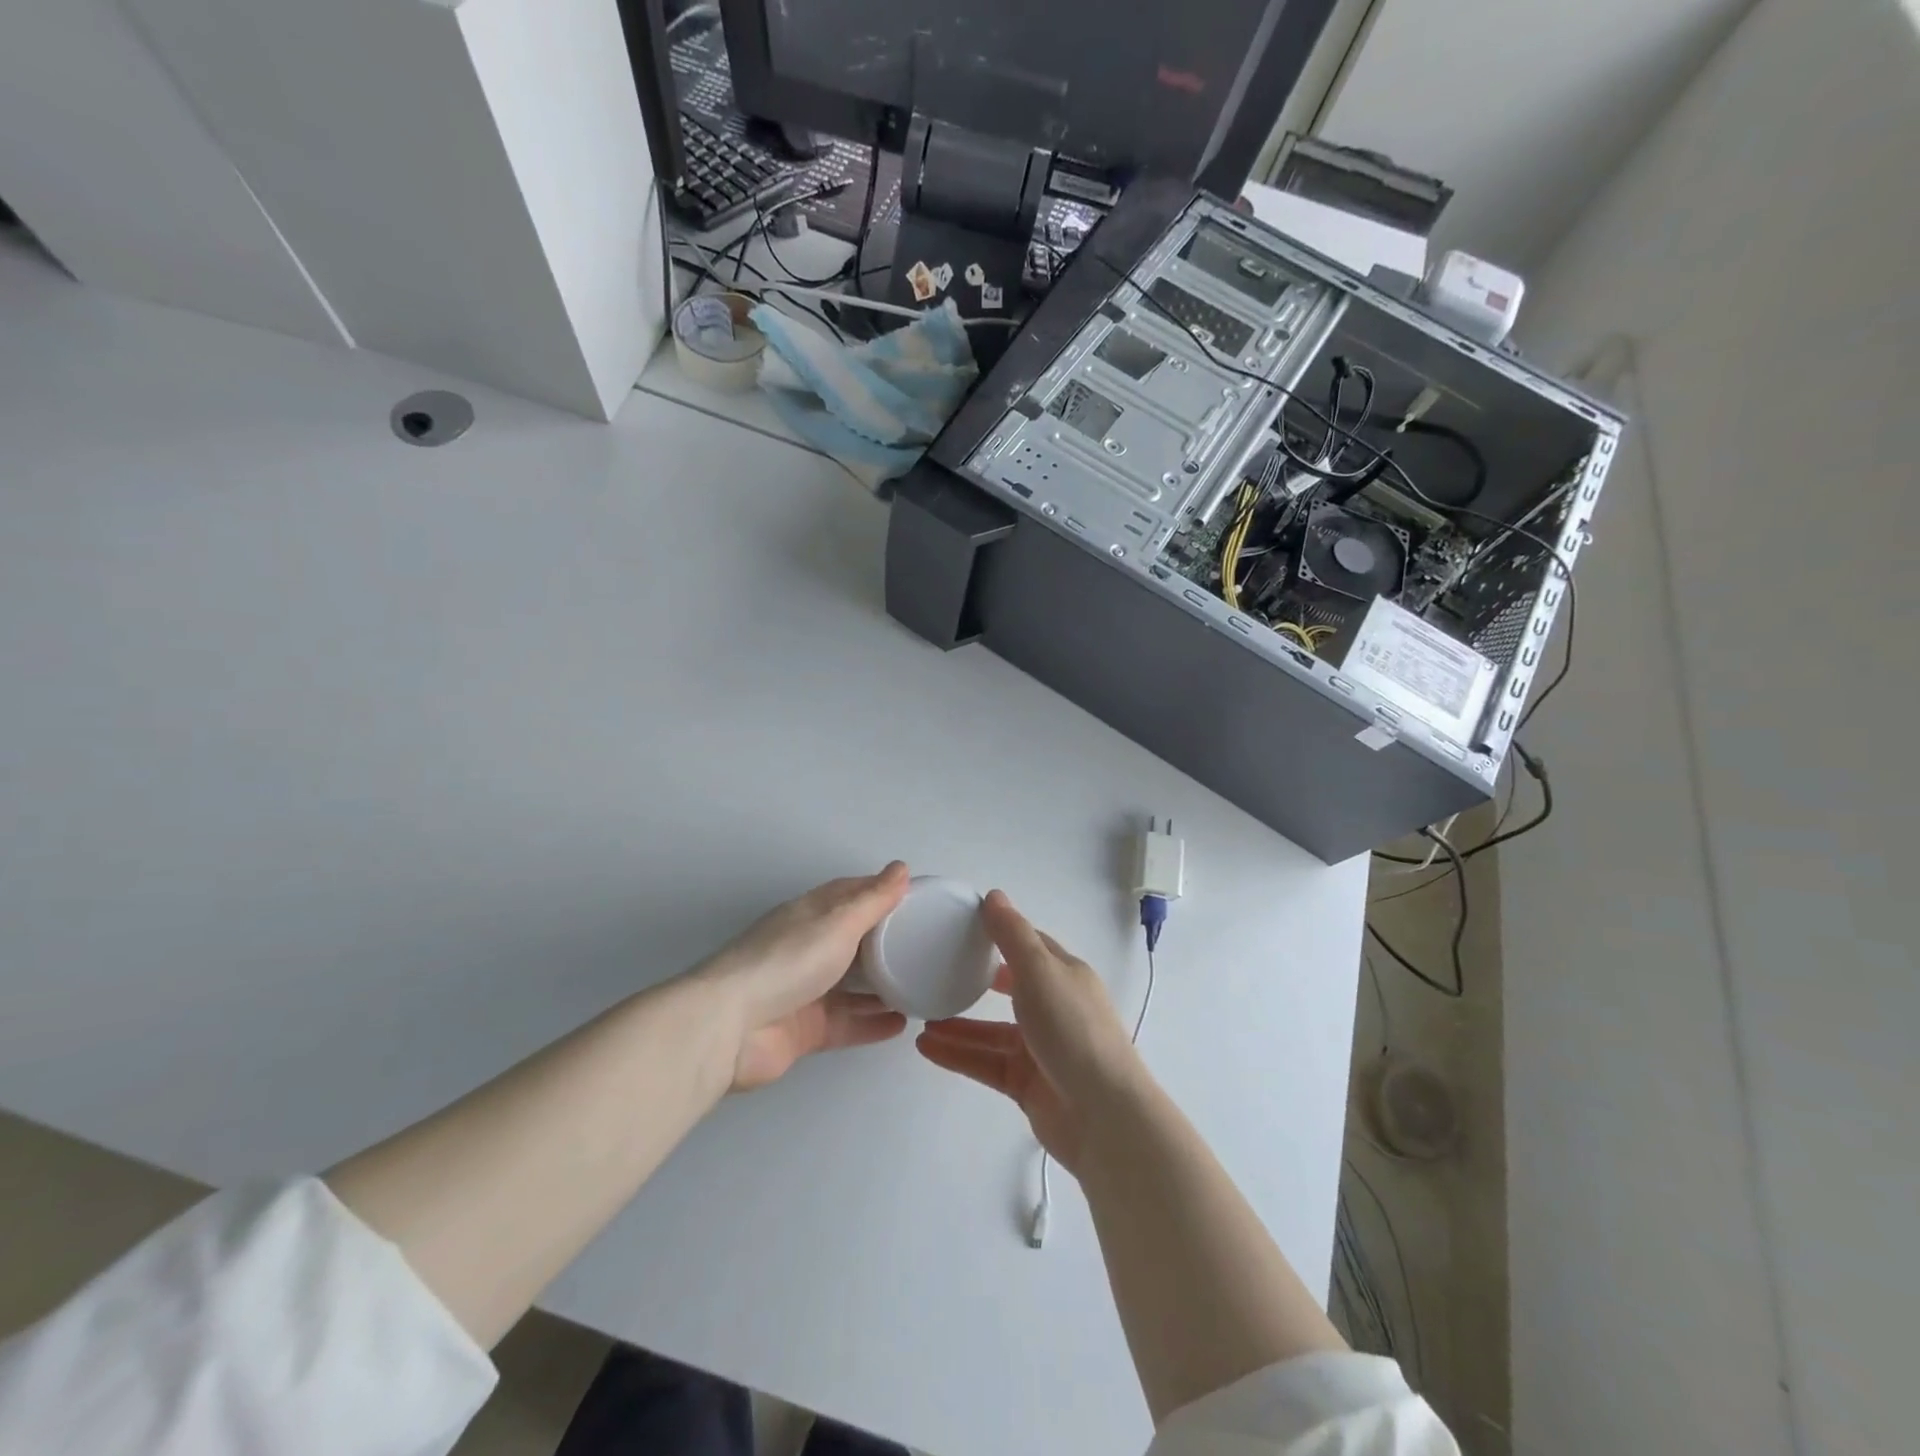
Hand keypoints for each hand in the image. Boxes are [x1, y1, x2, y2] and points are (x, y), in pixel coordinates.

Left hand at [695, 862, 911, 1091]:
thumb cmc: (787, 961)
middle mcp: (807, 948)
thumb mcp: (837, 922)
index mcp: (810, 914)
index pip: (850, 894)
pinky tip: (902, 1024)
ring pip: (852, 985)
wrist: (730, 1027)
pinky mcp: (805, 1029)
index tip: (917, 898)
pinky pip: (847, 1022)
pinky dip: (872, 1023)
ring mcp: (805, 990)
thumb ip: (872, 900)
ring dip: (883, 985)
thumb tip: (901, 867)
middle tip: (927, 945)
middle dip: (886, 941)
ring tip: (922, 985)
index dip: (881, 892)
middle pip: (853, 940)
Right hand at [915, 890, 1141, 1174]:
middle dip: (975, 980)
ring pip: (992, 1030)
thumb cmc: (1073, 1030)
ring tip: (921, 1017)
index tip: (961, 927)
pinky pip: (986, 1062)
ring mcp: (1041, 1049)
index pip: (1029, 946)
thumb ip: (1013, 935)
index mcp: (1065, 975)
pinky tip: (927, 1047)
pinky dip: (959, 1054)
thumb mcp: (1041, 971)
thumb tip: (993, 896)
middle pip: (1010, 988)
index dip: (1000, 934)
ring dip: (958, 1024)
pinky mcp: (1027, 1084)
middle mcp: (1055, 1008)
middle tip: (935, 971)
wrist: (1102, 1116)